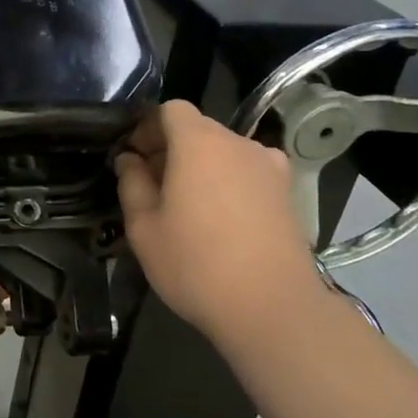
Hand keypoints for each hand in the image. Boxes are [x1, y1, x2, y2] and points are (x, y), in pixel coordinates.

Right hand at [114, 100, 325, 348]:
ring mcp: (269, 167)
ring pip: (224, 152)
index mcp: (199, 142)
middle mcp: (238, 143)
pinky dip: (229, 183)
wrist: (272, 307)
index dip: (147, 128)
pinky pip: (248, 173)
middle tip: (152, 186)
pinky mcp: (287, 193)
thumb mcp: (144, 227)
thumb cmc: (196, 264)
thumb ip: (132, 184)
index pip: (170, 109)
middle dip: (171, 148)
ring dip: (201, 167)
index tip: (134, 158)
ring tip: (187, 206)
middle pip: (198, 129)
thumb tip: (130, 160)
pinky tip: (221, 219)